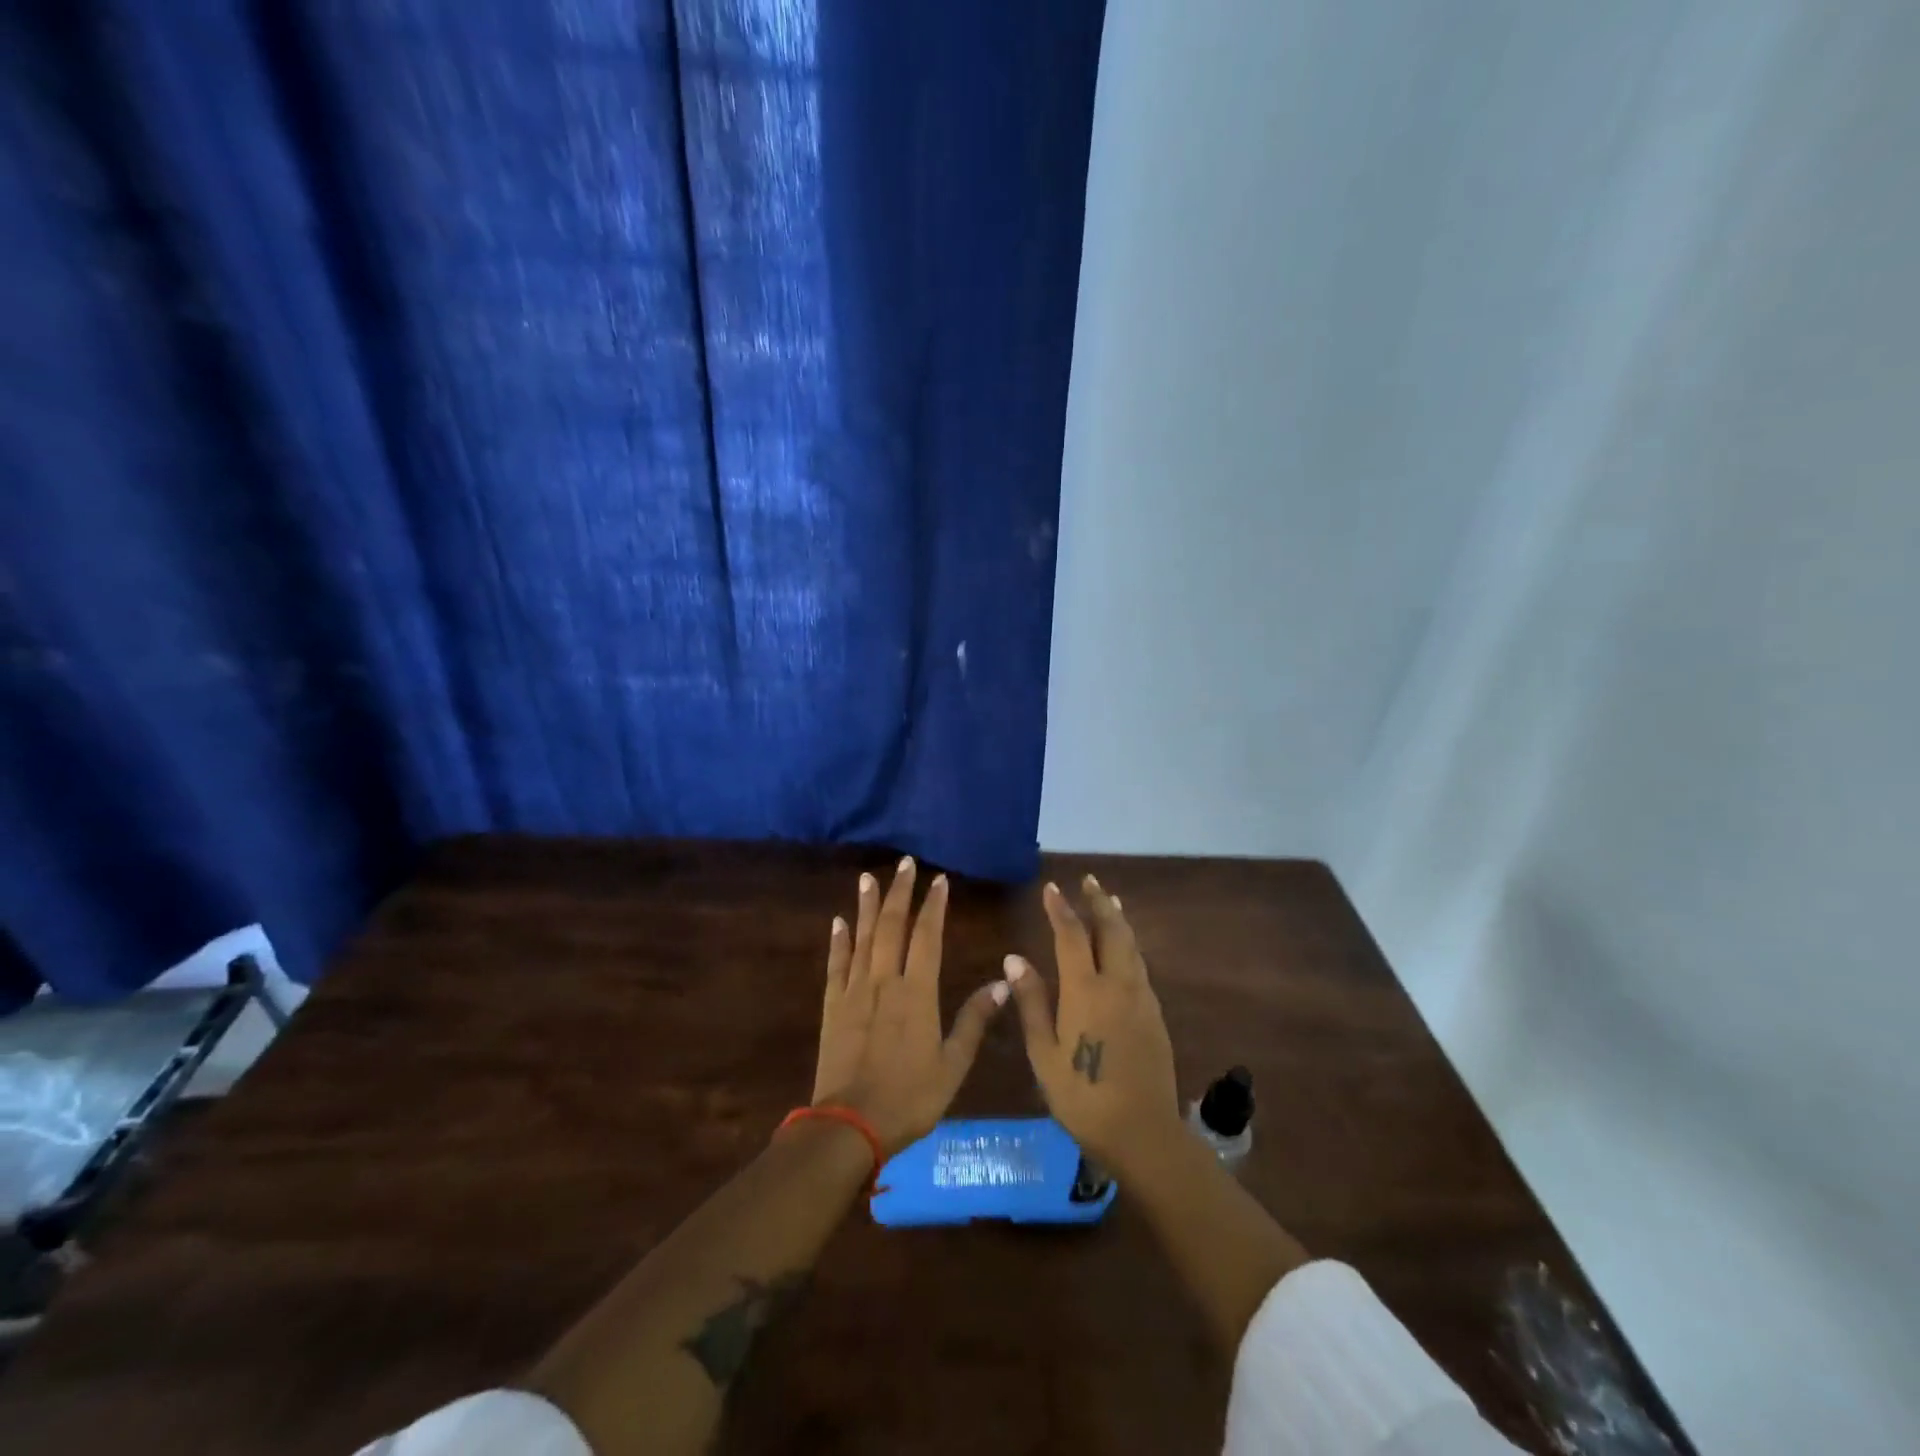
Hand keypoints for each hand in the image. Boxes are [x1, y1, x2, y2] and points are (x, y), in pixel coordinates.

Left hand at [811, 858, 1008, 1156]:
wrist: (849, 1126)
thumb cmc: (909, 1098)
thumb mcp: (953, 1066)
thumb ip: (975, 1021)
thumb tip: (1003, 982)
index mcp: (917, 993)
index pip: (927, 937)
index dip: (934, 906)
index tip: (939, 880)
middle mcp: (884, 981)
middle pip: (891, 926)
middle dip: (900, 892)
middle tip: (905, 863)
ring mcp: (855, 991)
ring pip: (861, 938)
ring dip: (866, 905)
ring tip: (869, 878)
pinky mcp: (833, 1006)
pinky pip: (836, 965)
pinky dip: (838, 941)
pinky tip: (839, 921)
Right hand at [1005, 876, 1181, 1172]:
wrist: (1143, 1133)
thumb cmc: (1083, 1097)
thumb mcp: (1044, 1053)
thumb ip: (1031, 1002)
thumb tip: (1014, 958)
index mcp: (1086, 991)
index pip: (1071, 936)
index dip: (1060, 909)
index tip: (1052, 887)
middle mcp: (1117, 984)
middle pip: (1111, 930)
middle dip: (1099, 902)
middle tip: (1090, 880)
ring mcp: (1141, 999)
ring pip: (1131, 946)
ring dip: (1118, 920)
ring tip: (1110, 902)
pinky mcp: (1155, 1015)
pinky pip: (1139, 966)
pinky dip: (1129, 945)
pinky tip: (1124, 950)